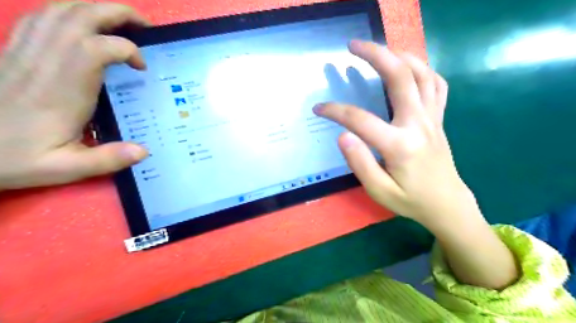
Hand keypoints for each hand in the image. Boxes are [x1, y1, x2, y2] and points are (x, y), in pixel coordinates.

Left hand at [0, 3, 149, 188]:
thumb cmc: (15, 157)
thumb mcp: (65, 168)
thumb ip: (107, 159)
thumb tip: (144, 151)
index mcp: (63, 89)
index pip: (97, 48)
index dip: (127, 49)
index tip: (142, 68)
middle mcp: (44, 62)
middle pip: (80, 16)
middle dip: (119, 13)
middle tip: (145, 27)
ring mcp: (25, 51)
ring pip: (61, 10)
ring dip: (96, 9)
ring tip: (121, 23)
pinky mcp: (15, 50)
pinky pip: (41, 17)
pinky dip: (68, 12)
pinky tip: (84, 25)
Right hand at [315, 41, 476, 222]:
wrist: (447, 204)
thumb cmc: (410, 200)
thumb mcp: (379, 191)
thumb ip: (360, 163)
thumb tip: (343, 136)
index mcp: (399, 145)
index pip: (360, 120)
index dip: (335, 111)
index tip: (319, 108)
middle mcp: (418, 124)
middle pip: (399, 77)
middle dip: (375, 55)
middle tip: (353, 46)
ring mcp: (432, 118)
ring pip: (422, 74)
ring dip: (400, 55)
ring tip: (380, 50)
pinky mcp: (438, 119)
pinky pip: (437, 85)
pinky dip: (423, 69)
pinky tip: (409, 68)